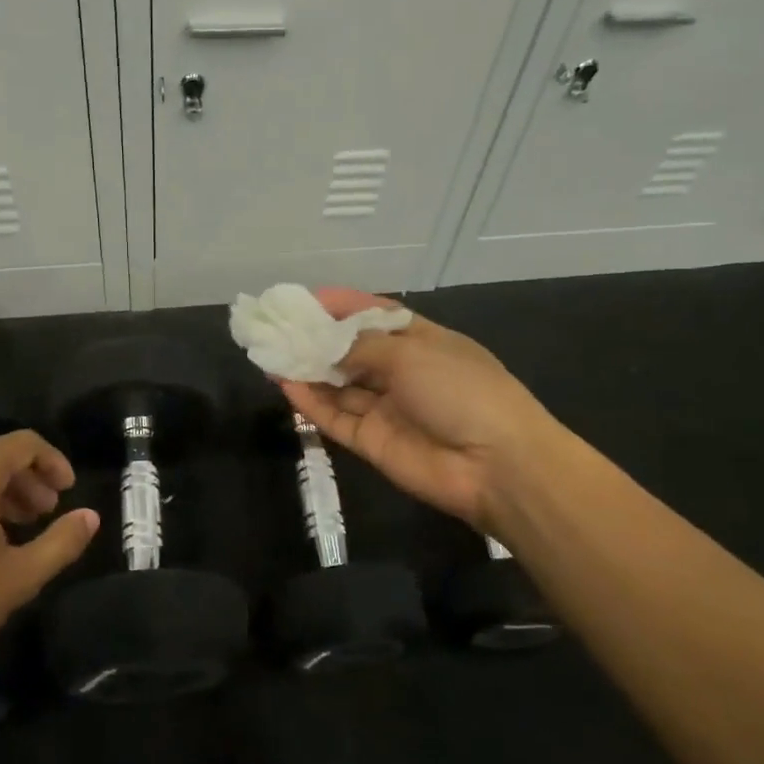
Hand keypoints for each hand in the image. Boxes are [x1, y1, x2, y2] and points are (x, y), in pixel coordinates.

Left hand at [0, 431, 97, 705]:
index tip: (70, 492)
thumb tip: (91, 517)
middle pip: (0, 455)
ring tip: (25, 527)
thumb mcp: (19, 576)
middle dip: (31, 480)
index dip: (55, 462)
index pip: (26, 443)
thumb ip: (61, 542)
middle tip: (49, 513)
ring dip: (6, 492)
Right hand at [280, 289, 560, 533]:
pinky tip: (283, 383)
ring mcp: (384, 408)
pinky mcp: (371, 441)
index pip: (374, 315)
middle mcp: (400, 371)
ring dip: (306, 369)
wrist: (495, 465)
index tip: (304, 299)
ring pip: (337, 384)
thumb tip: (322, 342)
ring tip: (267, 351)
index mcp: (420, 340)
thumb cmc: (460, 390)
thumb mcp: (410, 353)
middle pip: (350, 350)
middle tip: (274, 326)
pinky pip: (334, 416)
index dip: (340, 305)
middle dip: (315, 338)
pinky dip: (309, 401)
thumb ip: (359, 347)